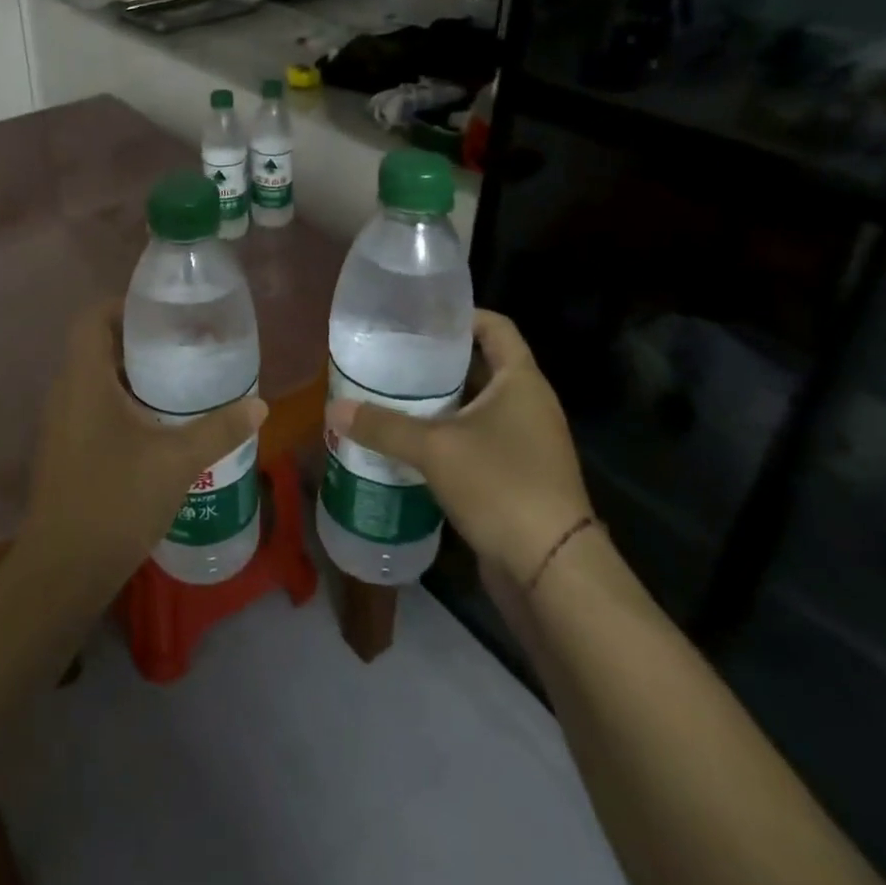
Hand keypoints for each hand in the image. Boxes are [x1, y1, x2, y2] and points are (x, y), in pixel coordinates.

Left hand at [18, 300, 266, 597]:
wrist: (64, 568)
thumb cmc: (117, 500)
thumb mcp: (177, 461)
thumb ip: (220, 429)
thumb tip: (260, 405)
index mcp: (84, 380)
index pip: (92, 319)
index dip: (123, 306)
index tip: (163, 314)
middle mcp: (65, 393)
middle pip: (95, 347)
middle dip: (137, 342)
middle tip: (182, 346)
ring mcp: (60, 424)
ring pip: (93, 380)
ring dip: (130, 375)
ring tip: (176, 381)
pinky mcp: (64, 449)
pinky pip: (91, 407)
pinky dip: (120, 402)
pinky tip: (156, 425)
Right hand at [325, 309, 590, 586]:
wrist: (551, 569)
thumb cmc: (501, 485)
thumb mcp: (434, 449)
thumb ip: (383, 426)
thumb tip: (333, 409)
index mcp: (521, 381)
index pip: (495, 326)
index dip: (460, 315)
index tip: (418, 317)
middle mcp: (528, 405)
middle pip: (481, 366)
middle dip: (437, 362)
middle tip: (391, 357)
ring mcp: (526, 442)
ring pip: (476, 407)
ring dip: (438, 403)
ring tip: (390, 397)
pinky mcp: (517, 476)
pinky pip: (476, 442)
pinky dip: (446, 437)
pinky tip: (409, 445)